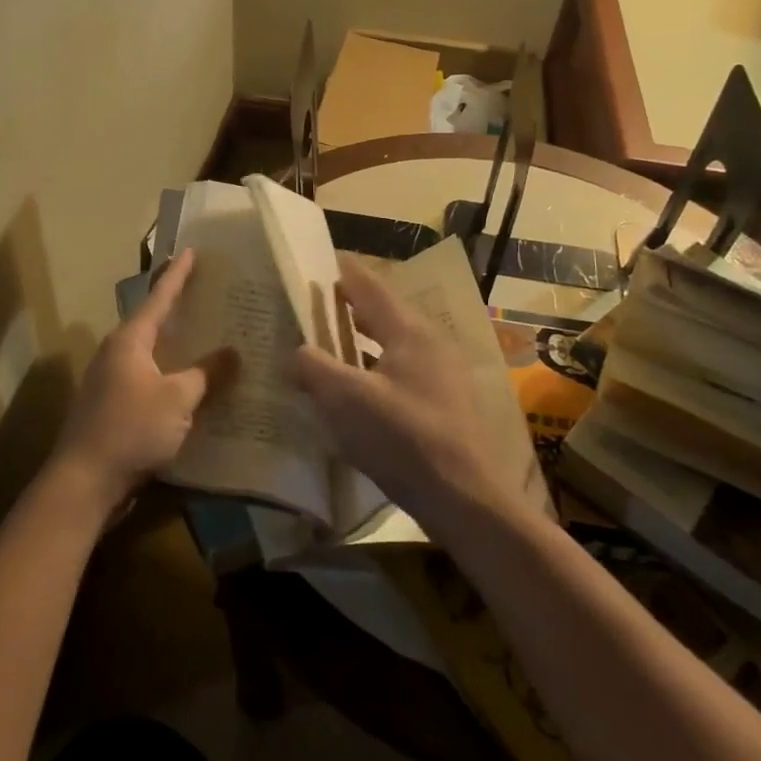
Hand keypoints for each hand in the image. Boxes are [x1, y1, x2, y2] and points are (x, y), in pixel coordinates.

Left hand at [49, 249, 228, 515]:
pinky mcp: (115, 407)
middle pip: (154, 323)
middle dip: (181, 310)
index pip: (159, 297)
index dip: (178, 275)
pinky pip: (150, 380)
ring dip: (179, 346)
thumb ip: (207, 373)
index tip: (192, 251)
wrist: (85, 481)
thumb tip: (233, 352)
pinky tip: (194, 385)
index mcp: (130, 340)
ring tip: (211, 338)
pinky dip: (173, 375)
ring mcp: (113, 381)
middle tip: (212, 295)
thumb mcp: (178, 399)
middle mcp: (118, 353)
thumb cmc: (132, 428)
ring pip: (153, 354)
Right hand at [293, 255, 535, 540]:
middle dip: (348, 308)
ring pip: (393, 345)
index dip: (341, 272)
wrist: (465, 499)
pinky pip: (402, 371)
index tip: (316, 260)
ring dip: (361, 342)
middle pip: (383, 314)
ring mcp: (443, 374)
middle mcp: (431, 343)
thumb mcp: (345, 400)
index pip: (369, 286)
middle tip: (313, 305)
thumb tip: (295, 352)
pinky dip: (376, 368)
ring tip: (328, 345)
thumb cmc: (402, 438)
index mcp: (409, 331)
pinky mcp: (446, 404)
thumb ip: (313, 367)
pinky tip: (357, 389)